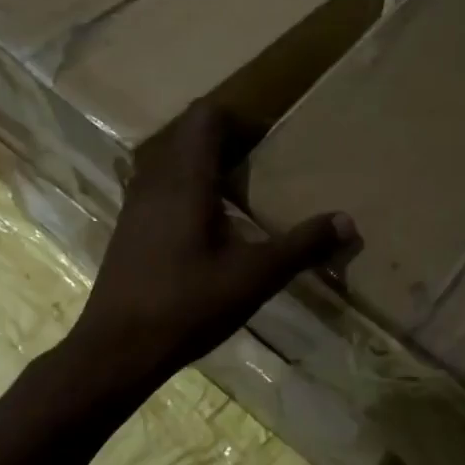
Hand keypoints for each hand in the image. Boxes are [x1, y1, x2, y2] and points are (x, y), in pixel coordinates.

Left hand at [65, 104, 358, 396]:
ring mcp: (135, 204)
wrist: (117, 347)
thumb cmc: (187, 305)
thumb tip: (347, 221)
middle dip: (225, 140)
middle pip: (187, 134)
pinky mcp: (128, 228)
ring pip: (169, 161)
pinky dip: (184, 189)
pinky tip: (205, 226)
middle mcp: (154, 181)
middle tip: (259, 164)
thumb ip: (302, 246)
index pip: (206, 117)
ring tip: (236, 192)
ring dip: (202, 165)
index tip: (268, 140)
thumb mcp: (254, 277)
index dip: (239, 118)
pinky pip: (158, 187)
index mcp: (185, 179)